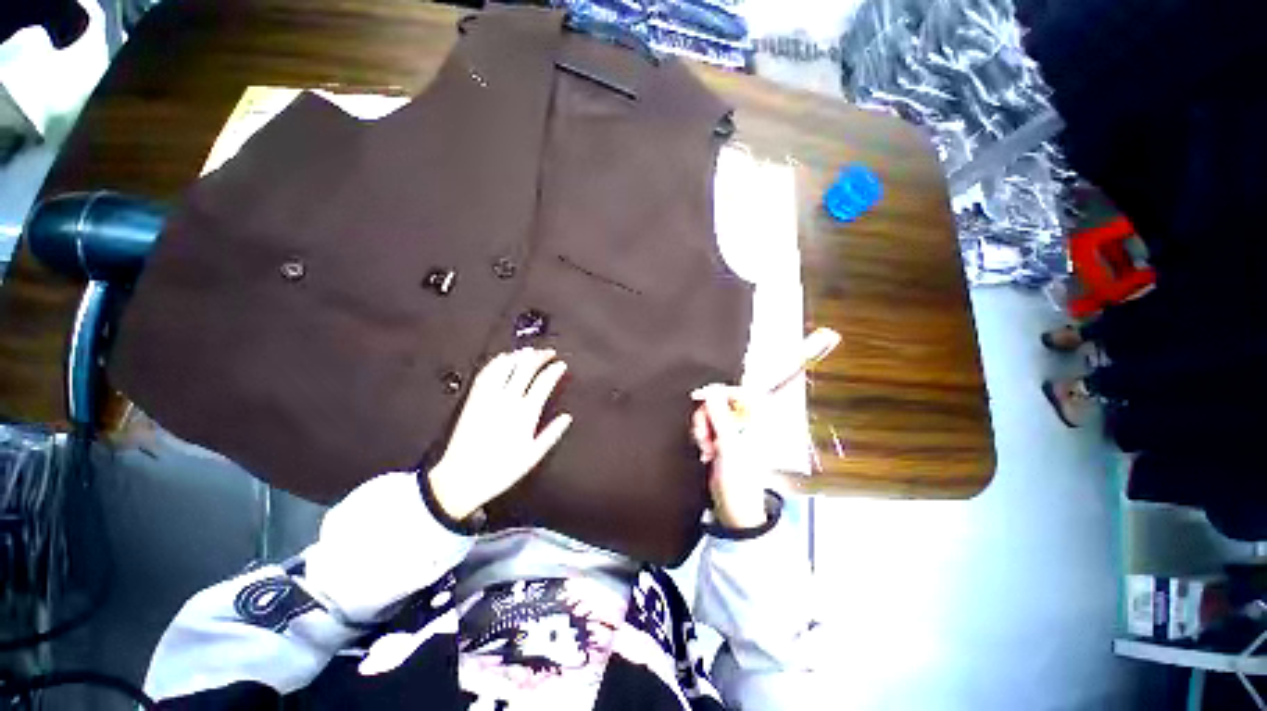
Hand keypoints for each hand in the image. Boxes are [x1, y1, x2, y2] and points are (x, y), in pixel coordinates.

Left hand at [428, 348, 572, 519]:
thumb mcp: (533, 456)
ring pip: (505, 367)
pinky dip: (495, 363)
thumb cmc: (500, 470)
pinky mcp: (473, 401)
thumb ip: (552, 434)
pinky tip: (501, 359)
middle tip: (548, 352)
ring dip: (519, 356)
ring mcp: (489, 399)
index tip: (561, 365)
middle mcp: (507, 401)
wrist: (462, 478)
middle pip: (526, 368)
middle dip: (540, 356)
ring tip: (528, 351)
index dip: (554, 370)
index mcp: (525, 414)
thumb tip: (566, 418)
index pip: (544, 382)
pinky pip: (485, 375)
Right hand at [690, 387, 768, 528]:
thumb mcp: (728, 444)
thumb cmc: (741, 481)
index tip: (700, 396)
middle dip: (706, 417)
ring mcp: (734, 432)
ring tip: (707, 447)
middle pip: (719, 403)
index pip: (738, 391)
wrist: (735, 507)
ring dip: (703, 429)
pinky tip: (707, 452)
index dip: (718, 391)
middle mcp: (746, 423)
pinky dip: (703, 437)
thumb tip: (712, 392)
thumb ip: (719, 415)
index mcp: (756, 421)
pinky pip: (707, 427)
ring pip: (711, 415)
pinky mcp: (723, 440)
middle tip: (706, 434)